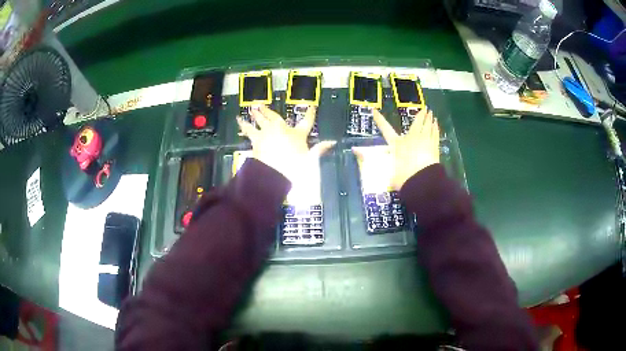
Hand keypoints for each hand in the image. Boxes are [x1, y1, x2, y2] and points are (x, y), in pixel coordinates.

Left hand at [237, 106, 334, 182]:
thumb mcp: (310, 161)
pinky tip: (240, 123)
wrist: (274, 175)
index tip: (312, 106)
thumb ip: (319, 150)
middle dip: (269, 110)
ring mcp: (267, 135)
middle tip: (262, 104)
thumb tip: (331, 143)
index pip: (307, 122)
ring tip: (250, 109)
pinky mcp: (256, 141)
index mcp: (296, 134)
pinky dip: (244, 126)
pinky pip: (249, 132)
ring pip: (259, 121)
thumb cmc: (294, 169)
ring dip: (255, 115)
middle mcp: (281, 130)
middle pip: (275, 117)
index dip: (310, 114)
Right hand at [369, 108, 439, 189]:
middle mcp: (410, 139)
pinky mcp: (434, 147)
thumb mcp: (391, 176)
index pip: (385, 129)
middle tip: (425, 109)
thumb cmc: (404, 177)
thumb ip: (387, 175)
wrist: (422, 180)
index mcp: (397, 144)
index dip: (379, 120)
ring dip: (429, 120)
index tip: (374, 111)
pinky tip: (436, 125)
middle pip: (416, 124)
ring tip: (432, 114)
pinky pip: (434, 134)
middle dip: (420, 116)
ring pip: (428, 127)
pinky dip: (435, 129)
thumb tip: (382, 180)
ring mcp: (424, 141)